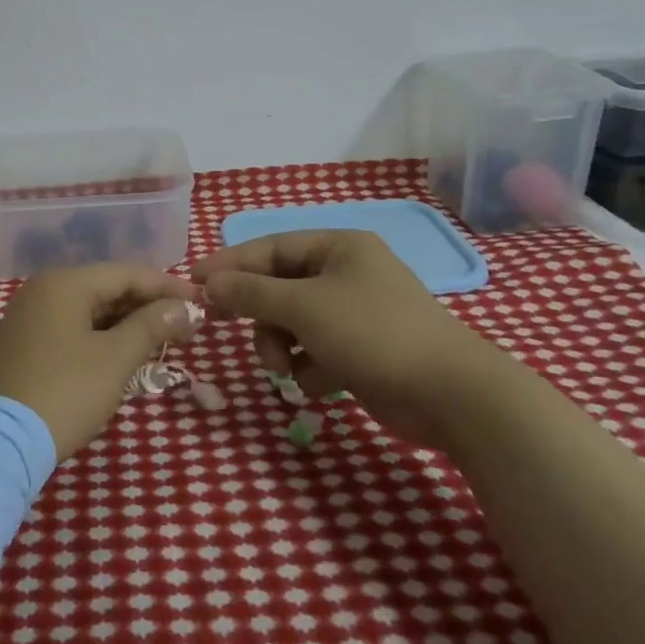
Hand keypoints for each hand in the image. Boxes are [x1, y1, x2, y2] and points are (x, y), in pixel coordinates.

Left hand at [0, 265, 199, 459]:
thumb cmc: (65, 392)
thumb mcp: (116, 359)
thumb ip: (152, 326)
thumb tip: (185, 308)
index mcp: (65, 283)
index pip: (127, 273)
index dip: (167, 287)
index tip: (200, 303)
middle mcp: (43, 290)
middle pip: (106, 288)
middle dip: (147, 307)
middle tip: (184, 327)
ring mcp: (27, 317)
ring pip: (88, 310)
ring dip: (124, 324)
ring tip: (159, 342)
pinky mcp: (21, 344)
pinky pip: (70, 328)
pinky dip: (99, 337)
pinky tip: (121, 356)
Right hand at [192, 230, 503, 446]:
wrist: (451, 396)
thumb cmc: (373, 333)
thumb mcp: (303, 307)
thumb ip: (250, 293)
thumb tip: (207, 282)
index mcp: (337, 247)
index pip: (269, 247)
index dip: (229, 263)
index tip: (193, 280)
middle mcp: (345, 273)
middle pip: (278, 286)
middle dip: (258, 313)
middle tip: (220, 324)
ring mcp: (355, 313)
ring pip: (292, 322)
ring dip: (280, 345)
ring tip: (285, 368)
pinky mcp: (361, 350)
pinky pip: (314, 349)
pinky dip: (310, 366)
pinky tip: (323, 382)